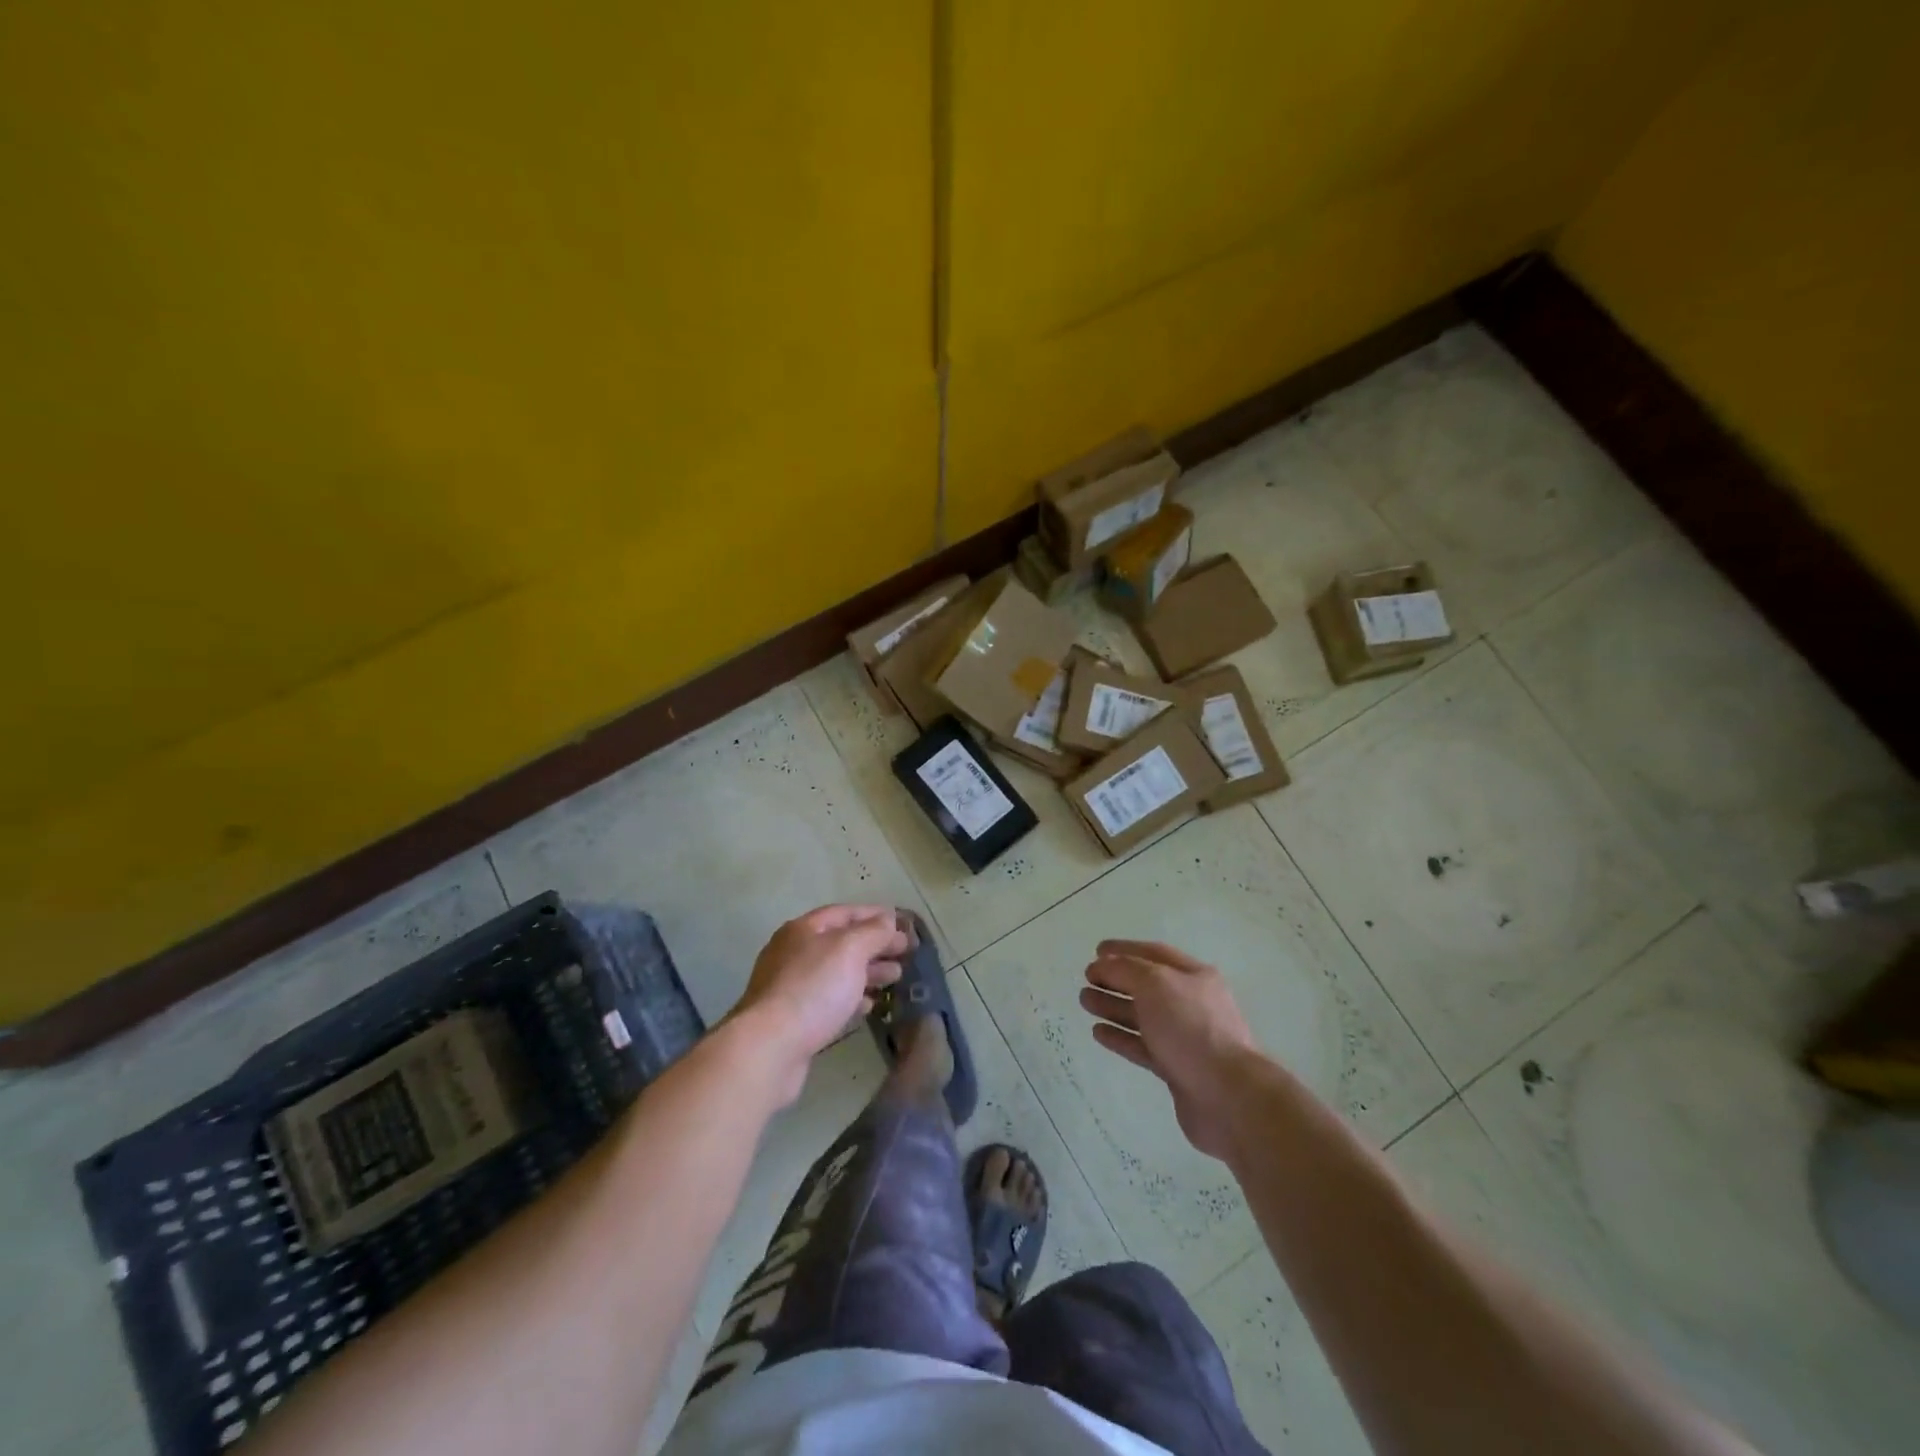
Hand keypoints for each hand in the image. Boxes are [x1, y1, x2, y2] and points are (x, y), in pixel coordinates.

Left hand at [733, 905, 907, 1102]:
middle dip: (875, 946)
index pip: (845, 913)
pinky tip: (870, 1005)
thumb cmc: (812, 989)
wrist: (769, 1048)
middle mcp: (795, 954)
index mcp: (803, 930)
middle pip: (842, 943)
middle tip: (906, 953)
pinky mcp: (795, 1020)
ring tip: (895, 978)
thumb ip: (873, 932)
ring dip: (868, 972)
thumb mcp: (849, 950)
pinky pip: (830, 1001)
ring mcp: (792, 988)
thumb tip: (888, 921)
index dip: (876, 915)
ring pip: (837, 973)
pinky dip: (852, 998)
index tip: (904, 924)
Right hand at [1080, 940, 1261, 1159]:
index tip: (1096, 951)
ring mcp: (1185, 1038)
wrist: (1227, 1096)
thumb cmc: (1191, 1028)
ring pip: (1142, 1016)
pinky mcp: (1176, 1069)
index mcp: (1194, 977)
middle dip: (1115, 980)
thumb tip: (1103, 965)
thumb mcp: (1155, 984)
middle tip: (1086, 980)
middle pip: (1146, 986)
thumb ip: (1125, 969)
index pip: (1154, 954)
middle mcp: (1191, 1004)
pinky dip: (1121, 1037)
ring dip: (1113, 1007)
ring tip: (1085, 1002)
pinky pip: (1143, 1046)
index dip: (1124, 949)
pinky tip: (1098, 1032)